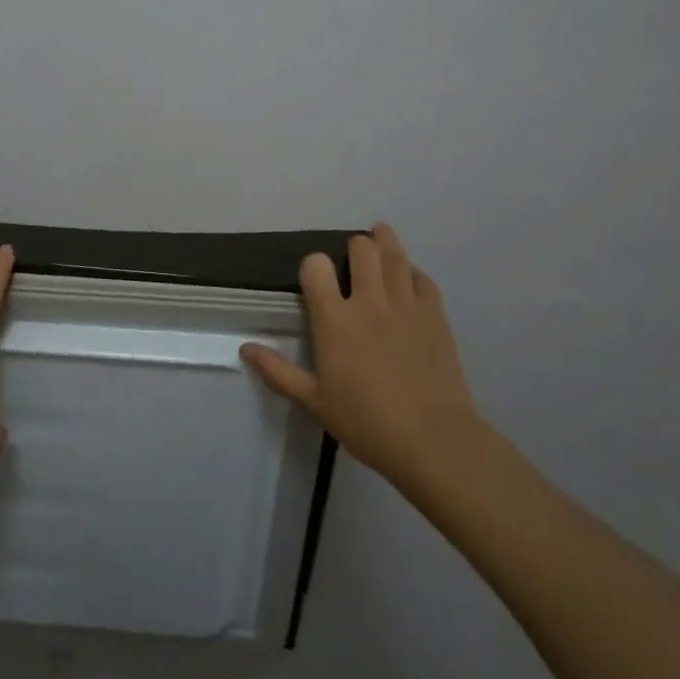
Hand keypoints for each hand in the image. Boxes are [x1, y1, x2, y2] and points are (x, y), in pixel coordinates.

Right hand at [241, 222, 481, 495]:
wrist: (433, 440)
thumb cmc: (366, 422)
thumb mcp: (314, 402)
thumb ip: (278, 372)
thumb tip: (244, 348)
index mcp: (334, 318)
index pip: (316, 266)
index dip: (313, 265)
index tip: (315, 277)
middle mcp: (369, 300)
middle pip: (361, 248)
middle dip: (354, 247)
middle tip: (352, 260)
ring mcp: (405, 303)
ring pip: (394, 254)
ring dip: (384, 242)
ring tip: (379, 238)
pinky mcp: (435, 314)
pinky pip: (423, 278)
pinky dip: (413, 273)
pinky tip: (409, 279)